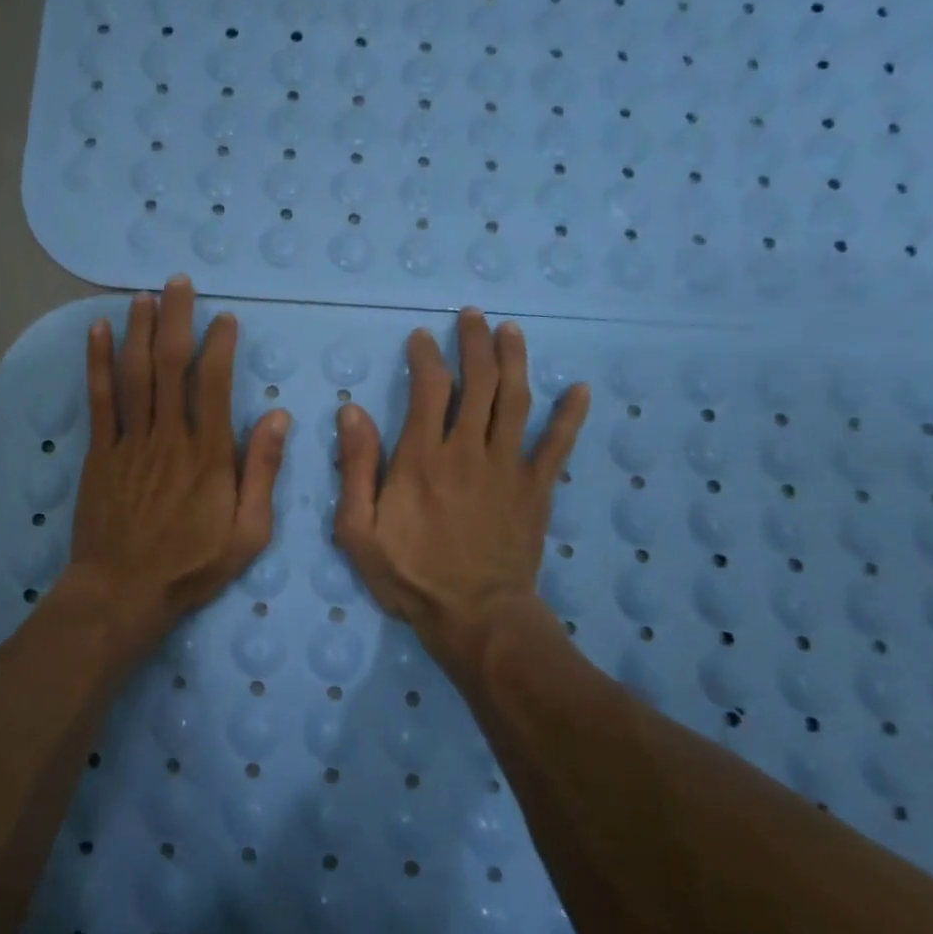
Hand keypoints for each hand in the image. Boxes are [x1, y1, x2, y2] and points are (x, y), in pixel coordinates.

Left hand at [65, 277, 289, 655]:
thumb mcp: (248, 533)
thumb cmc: (190, 566)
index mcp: (208, 455)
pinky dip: (98, 363)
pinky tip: (98, 332)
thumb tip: (278, 416)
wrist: (122, 592)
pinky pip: (99, 400)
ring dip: (139, 330)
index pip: (214, 384)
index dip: (219, 345)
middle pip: (170, 365)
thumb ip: (263, 472)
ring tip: (143, 296)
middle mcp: (168, 437)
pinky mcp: (100, 453)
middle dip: (176, 319)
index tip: (225, 319)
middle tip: (179, 283)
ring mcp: (129, 442)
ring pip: (134, 374)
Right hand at [333, 308, 589, 676]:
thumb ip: (356, 467)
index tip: (422, 337)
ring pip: (515, 400)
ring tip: (511, 331)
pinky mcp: (537, 488)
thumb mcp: (358, 529)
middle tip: (472, 316)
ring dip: (514, 360)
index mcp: (421, 457)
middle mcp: (467, 450)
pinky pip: (557, 445)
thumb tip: (352, 411)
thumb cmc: (410, 575)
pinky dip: (570, 416)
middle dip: (474, 343)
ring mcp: (508, 467)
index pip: (428, 388)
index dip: (426, 356)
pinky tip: (580, 389)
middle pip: (477, 382)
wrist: (475, 617)